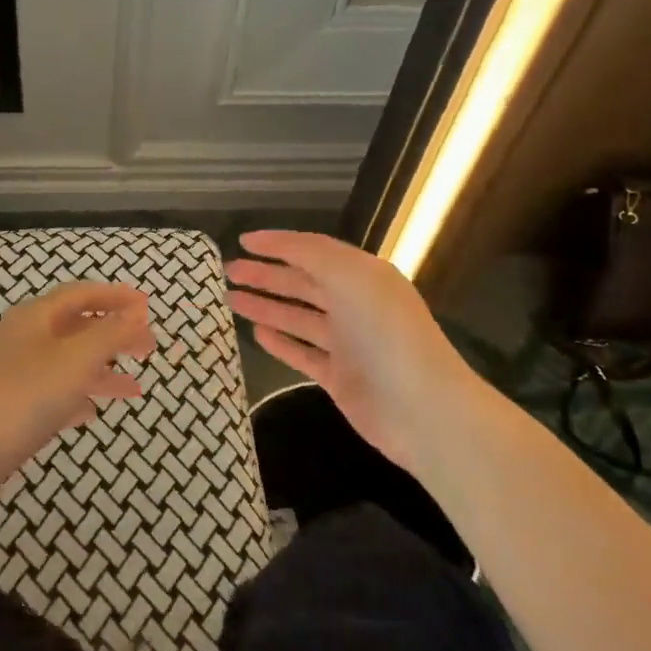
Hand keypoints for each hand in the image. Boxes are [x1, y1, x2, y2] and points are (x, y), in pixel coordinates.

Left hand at [0, 282, 155, 484]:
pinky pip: (51, 395)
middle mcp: (22, 339)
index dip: (114, 296)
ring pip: (65, 364)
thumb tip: (136, 313)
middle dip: (113, 335)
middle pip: (75, 328)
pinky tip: (92, 412)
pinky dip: (77, 397)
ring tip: (135, 389)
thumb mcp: (75, 360)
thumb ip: (109, 335)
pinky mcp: (8, 411)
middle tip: (148, 348)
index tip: (146, 306)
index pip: (80, 294)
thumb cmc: (22, 397)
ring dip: (101, 371)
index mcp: (35, 317)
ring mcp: (12, 376)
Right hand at [226, 231, 477, 468]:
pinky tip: (256, 333)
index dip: (278, 243)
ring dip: (266, 305)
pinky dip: (280, 341)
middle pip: (302, 282)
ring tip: (230, 299)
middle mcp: (355, 304)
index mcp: (362, 275)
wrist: (422, 409)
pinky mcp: (340, 377)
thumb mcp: (349, 277)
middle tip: (228, 271)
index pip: (313, 250)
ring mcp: (347, 343)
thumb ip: (309, 254)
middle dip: (265, 274)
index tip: (242, 241)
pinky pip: (302, 353)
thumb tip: (271, 241)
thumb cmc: (385, 333)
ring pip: (298, 317)